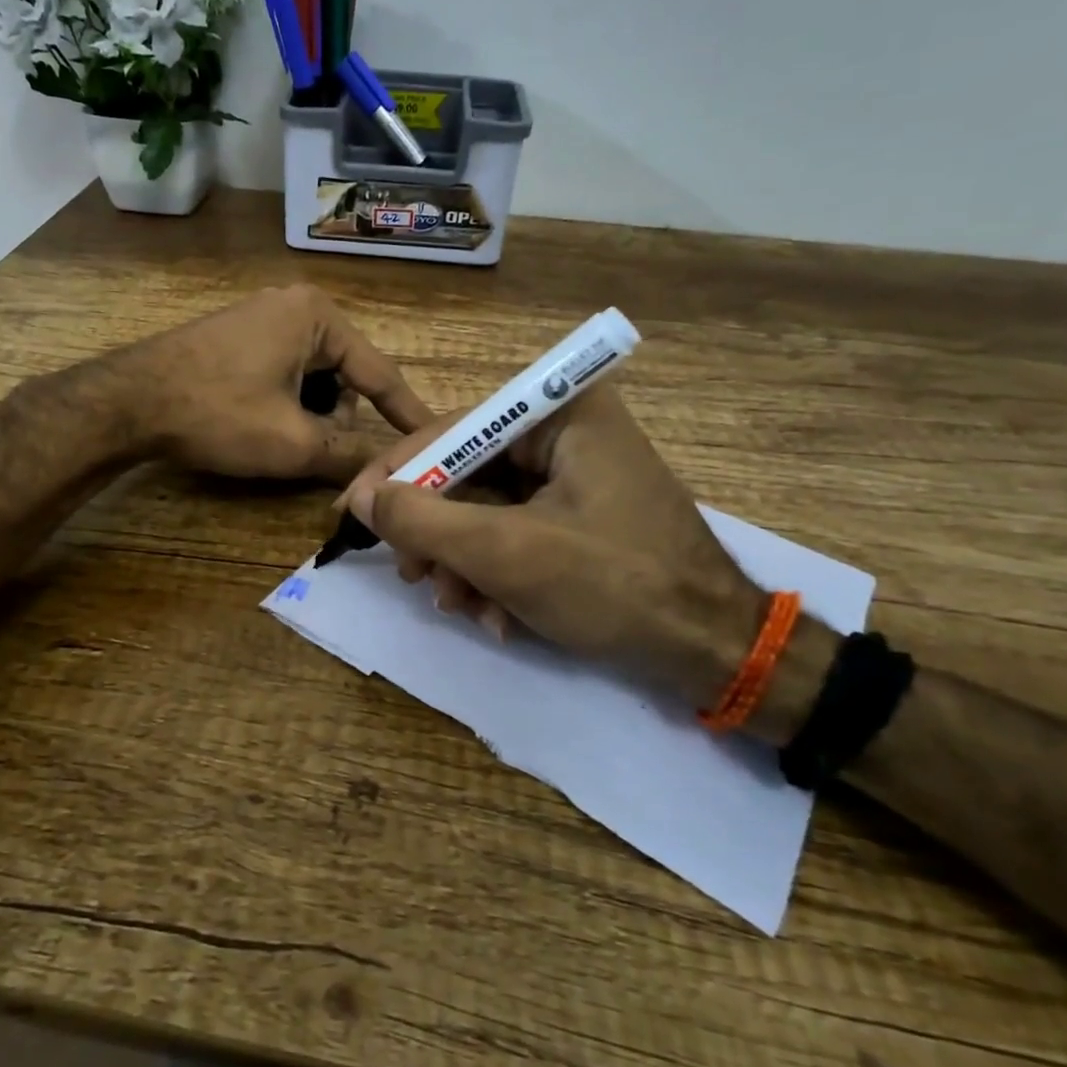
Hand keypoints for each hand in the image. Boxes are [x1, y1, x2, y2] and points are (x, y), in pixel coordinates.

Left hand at [123, 285, 432, 482]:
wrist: (127, 402)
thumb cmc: (219, 413)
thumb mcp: (292, 442)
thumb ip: (348, 455)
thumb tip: (385, 473)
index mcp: (318, 317)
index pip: (380, 373)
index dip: (407, 413)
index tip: (436, 437)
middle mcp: (294, 306)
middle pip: (343, 376)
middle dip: (335, 417)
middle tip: (311, 450)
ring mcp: (261, 317)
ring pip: (312, 378)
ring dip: (307, 414)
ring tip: (277, 439)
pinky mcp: (236, 335)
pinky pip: (283, 372)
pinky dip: (283, 403)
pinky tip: (256, 423)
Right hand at [339, 387, 766, 705]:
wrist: (714, 654)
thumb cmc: (616, 586)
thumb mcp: (507, 553)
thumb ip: (424, 521)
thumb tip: (358, 496)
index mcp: (562, 412)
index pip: (455, 429)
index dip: (399, 472)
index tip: (353, 511)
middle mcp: (567, 431)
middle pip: (467, 472)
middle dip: (438, 533)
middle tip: (415, 578)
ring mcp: (574, 476)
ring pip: (485, 509)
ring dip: (463, 563)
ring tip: (461, 607)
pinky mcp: (578, 516)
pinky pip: (513, 531)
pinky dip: (494, 573)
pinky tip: (496, 617)